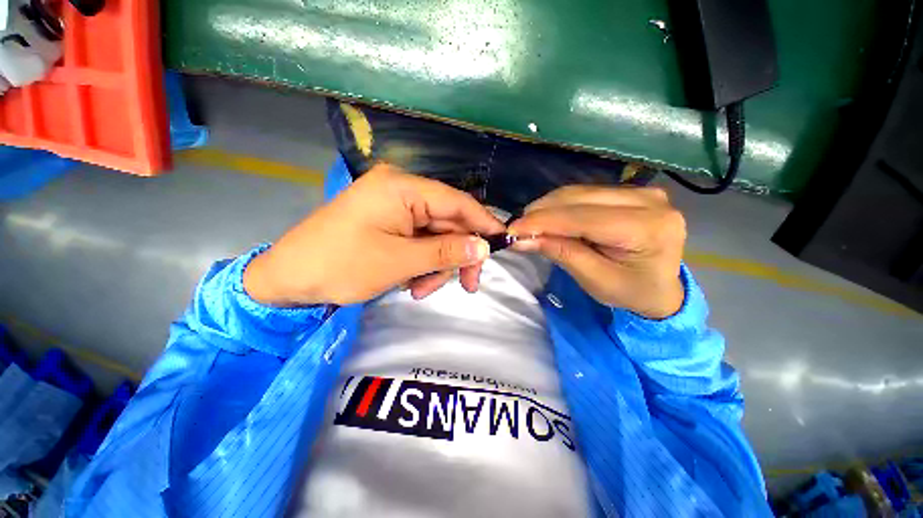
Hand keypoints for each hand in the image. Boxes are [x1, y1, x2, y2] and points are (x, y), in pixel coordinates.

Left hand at [244, 164, 504, 305]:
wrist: (289, 279)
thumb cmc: (341, 266)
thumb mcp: (399, 261)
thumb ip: (445, 251)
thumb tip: (484, 247)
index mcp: (402, 188)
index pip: (456, 202)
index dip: (482, 222)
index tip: (502, 244)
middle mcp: (402, 191)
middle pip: (448, 223)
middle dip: (456, 256)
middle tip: (467, 286)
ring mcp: (395, 208)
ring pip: (435, 237)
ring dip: (436, 265)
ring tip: (420, 290)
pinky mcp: (389, 224)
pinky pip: (419, 243)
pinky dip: (422, 264)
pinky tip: (410, 283)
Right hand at [508, 185, 685, 318]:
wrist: (662, 288)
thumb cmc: (631, 292)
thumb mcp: (595, 280)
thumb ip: (561, 253)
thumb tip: (523, 238)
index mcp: (647, 228)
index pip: (583, 218)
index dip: (544, 221)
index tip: (513, 229)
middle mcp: (649, 200)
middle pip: (579, 198)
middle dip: (542, 212)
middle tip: (518, 228)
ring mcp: (641, 190)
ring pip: (579, 191)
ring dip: (548, 207)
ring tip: (530, 225)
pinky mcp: (630, 190)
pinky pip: (585, 193)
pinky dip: (561, 206)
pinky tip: (549, 218)